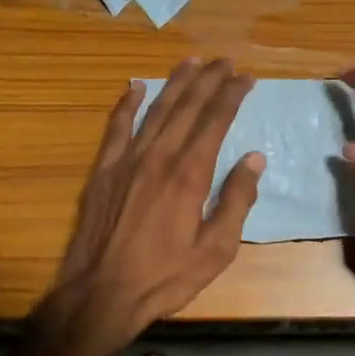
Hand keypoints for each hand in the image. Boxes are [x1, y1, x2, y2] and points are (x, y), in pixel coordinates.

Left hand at [31, 60, 263, 355]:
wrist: (101, 294)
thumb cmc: (164, 277)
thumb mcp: (215, 250)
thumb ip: (236, 201)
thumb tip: (254, 159)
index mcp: (189, 175)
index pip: (215, 121)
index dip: (231, 95)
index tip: (245, 77)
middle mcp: (158, 156)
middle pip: (187, 107)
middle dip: (208, 80)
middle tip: (225, 61)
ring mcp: (126, 160)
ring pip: (155, 110)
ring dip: (175, 83)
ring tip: (191, 61)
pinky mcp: (103, 170)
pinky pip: (116, 127)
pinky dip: (127, 103)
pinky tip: (135, 86)